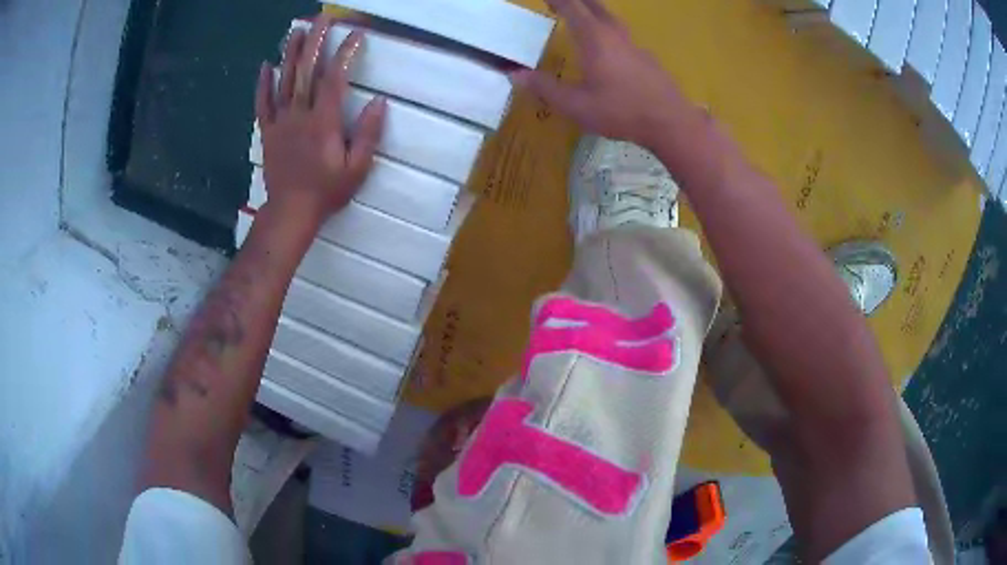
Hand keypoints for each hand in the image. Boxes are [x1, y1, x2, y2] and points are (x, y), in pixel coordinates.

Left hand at [255, 13, 385, 227]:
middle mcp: (300, 114)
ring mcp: (280, 121)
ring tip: (297, 30)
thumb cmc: (326, 192)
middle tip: (323, 19)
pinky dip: (263, 83)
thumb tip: (379, 102)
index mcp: (324, 121)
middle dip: (317, 41)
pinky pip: (263, 103)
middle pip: (307, 71)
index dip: (345, 53)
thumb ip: (368, 134)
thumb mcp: (357, 168)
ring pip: (284, 81)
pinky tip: (266, 65)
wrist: (290, 212)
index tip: (357, 34)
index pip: (334, 78)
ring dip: (291, 53)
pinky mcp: (268, 131)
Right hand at [511, 0, 688, 149]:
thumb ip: (545, 87)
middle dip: (576, 0)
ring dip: (593, 11)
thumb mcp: (575, 105)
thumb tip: (515, 73)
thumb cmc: (621, 111)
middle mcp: (615, 35)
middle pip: (594, 6)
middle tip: (559, 2)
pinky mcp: (646, 58)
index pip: (573, 7)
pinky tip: (607, 46)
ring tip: (581, 16)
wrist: (671, 123)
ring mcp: (634, 45)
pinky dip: (607, 29)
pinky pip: (622, 34)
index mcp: (595, 39)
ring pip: (611, 18)